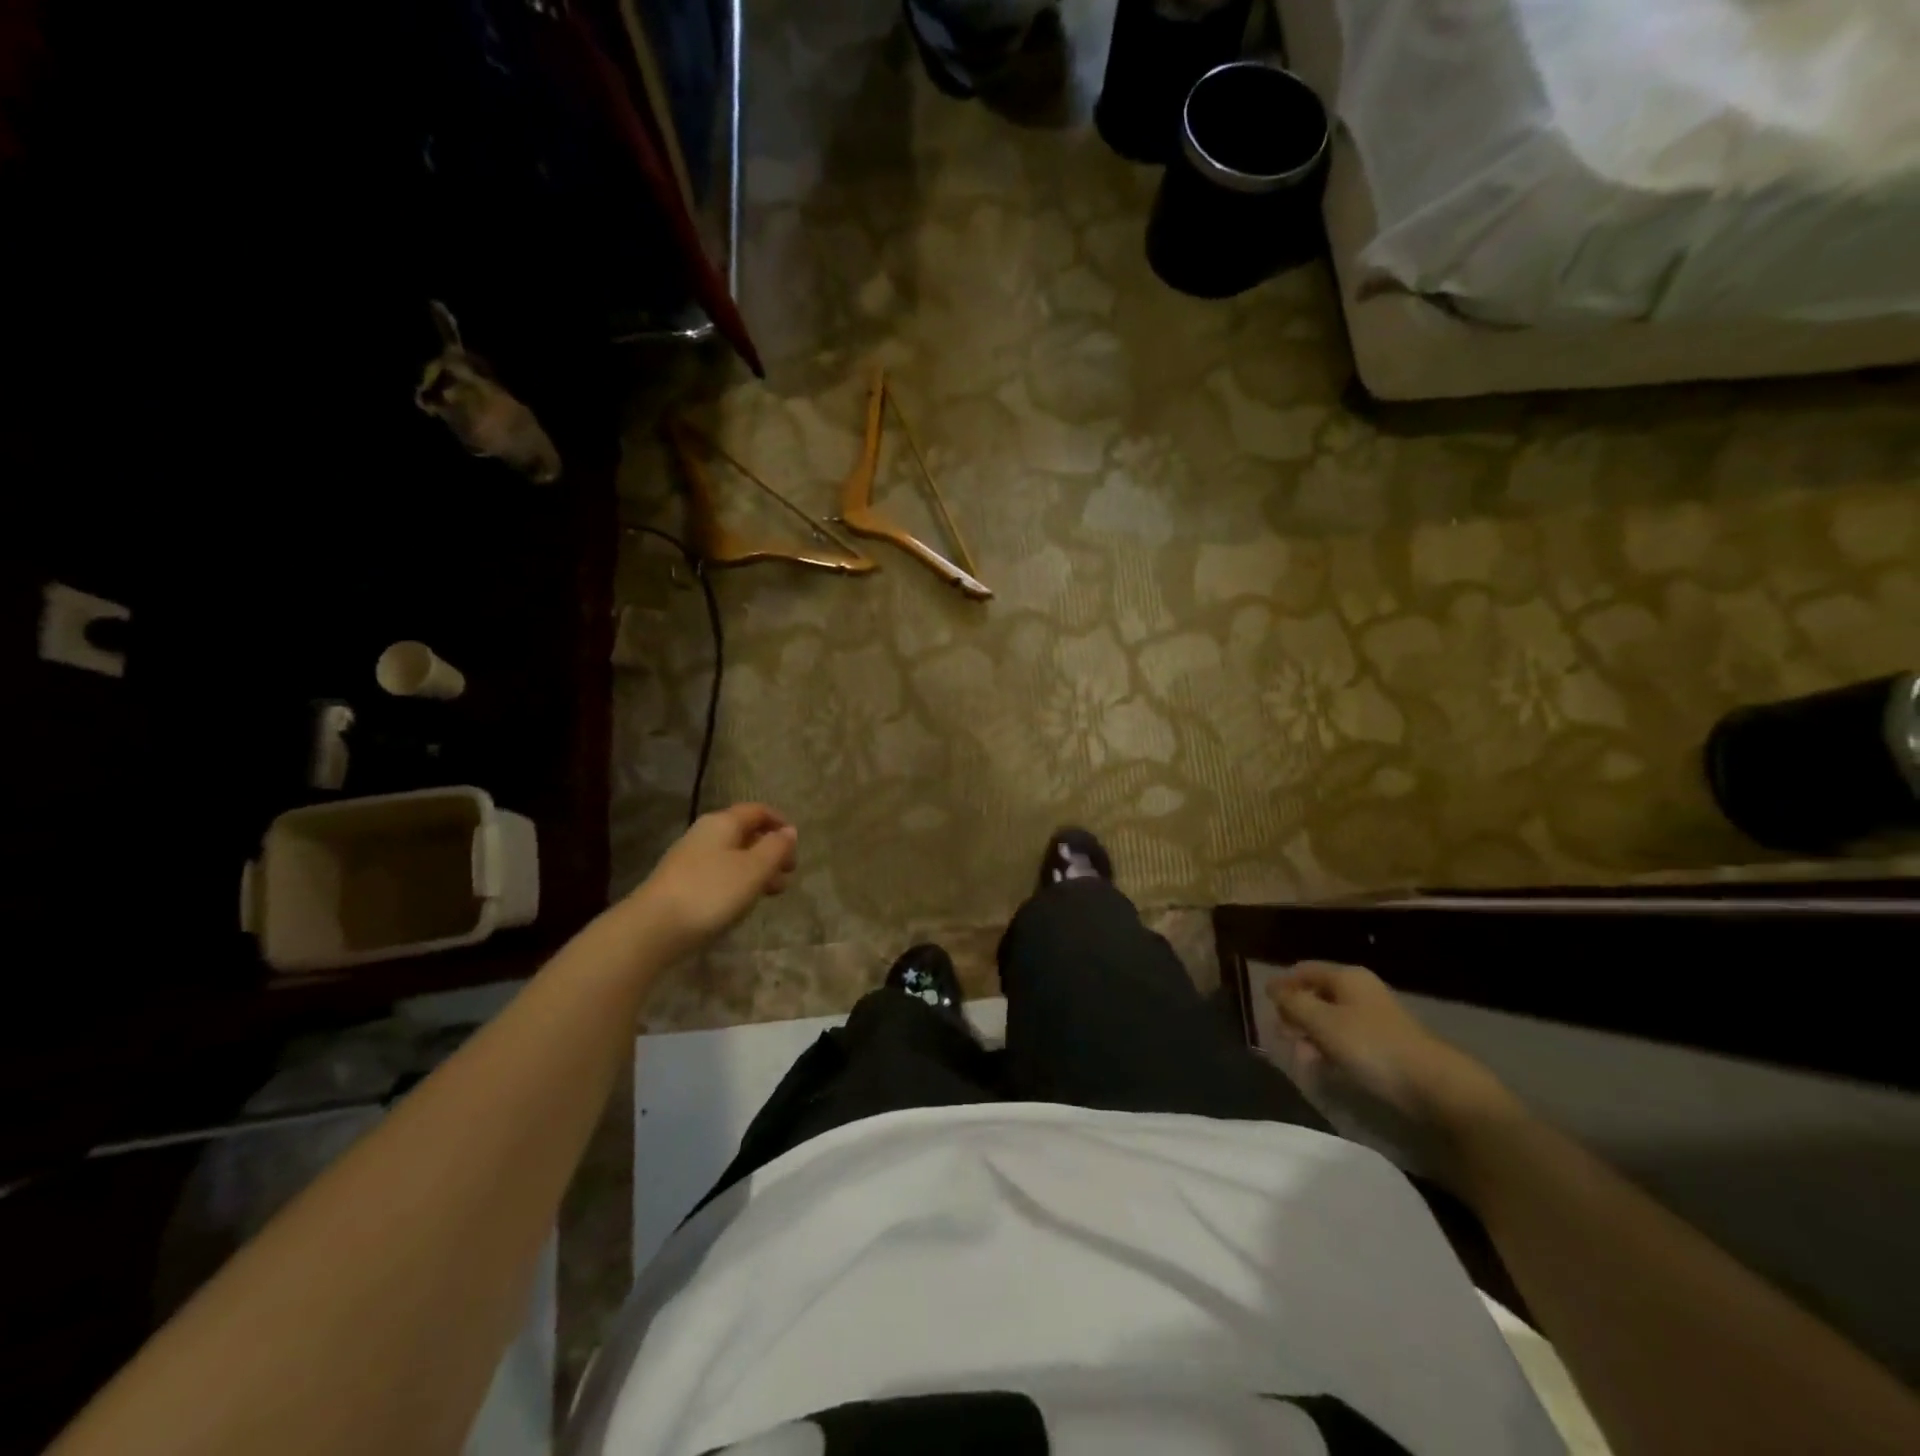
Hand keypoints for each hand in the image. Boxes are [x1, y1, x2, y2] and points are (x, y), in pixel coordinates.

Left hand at [623, 804, 797, 958]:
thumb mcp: (754, 869)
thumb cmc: (711, 892)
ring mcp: (690, 859)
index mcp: (723, 823)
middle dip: (770, 851)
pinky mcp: (681, 883)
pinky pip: (718, 874)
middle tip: (789, 873)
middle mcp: (705, 834)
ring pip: (733, 856)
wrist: (653, 928)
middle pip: (745, 834)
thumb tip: (789, 830)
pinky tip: (742, 903)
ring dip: (757, 870)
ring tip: (773, 893)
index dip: (780, 822)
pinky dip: (738, 882)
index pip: (757, 811)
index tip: (797, 844)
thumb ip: (776, 848)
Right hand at [1268, 963, 1512, 1131]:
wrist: (1435, 1086)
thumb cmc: (1372, 1046)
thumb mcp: (1323, 1022)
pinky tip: (1326, 1067)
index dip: (1282, 984)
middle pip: (1317, 995)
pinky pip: (1347, 1039)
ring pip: (1331, 1020)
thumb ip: (1293, 1004)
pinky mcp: (1386, 1044)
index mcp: (1347, 977)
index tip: (1264, 1004)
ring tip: (1303, 1058)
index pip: (1304, 970)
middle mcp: (1361, 991)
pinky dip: (1331, 1049)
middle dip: (1296, 1014)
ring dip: (1311, 1035)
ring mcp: (1375, 1018)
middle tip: (1282, 1036)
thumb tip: (1272, 988)